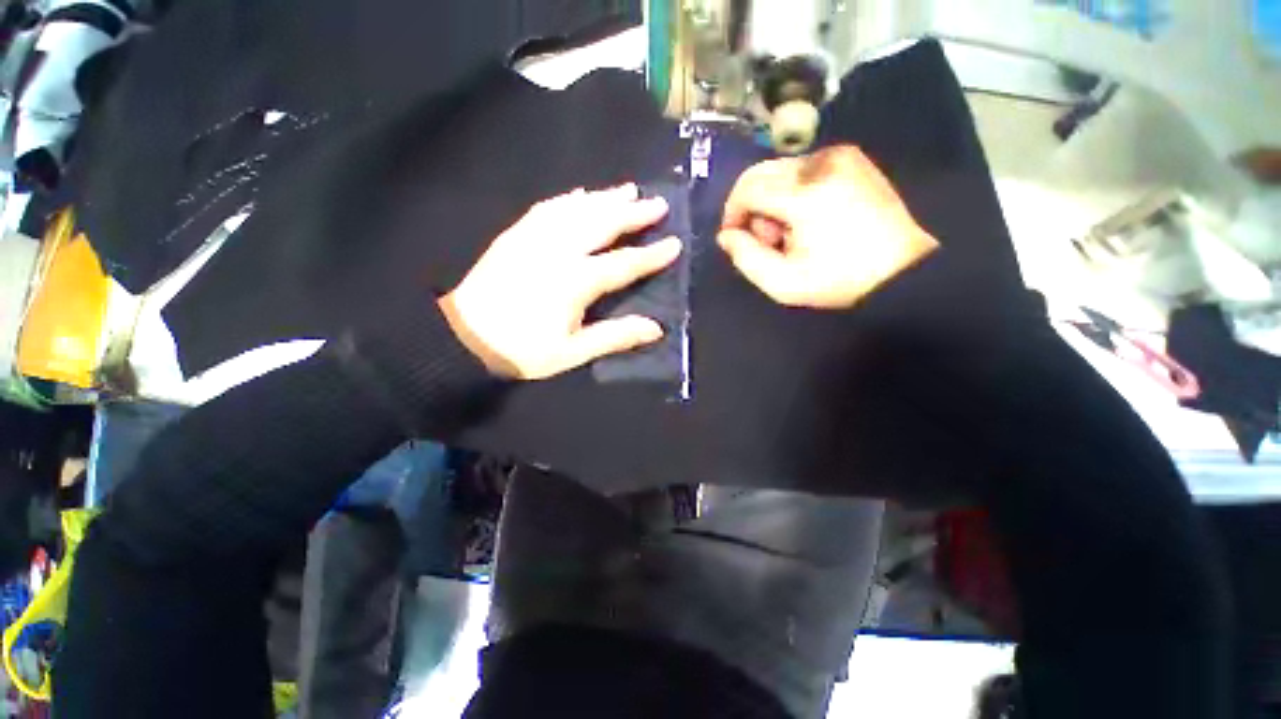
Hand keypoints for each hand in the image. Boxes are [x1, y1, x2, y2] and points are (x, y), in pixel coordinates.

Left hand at [439, 184, 681, 379]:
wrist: (465, 337)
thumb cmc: (523, 350)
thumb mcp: (573, 352)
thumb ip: (615, 336)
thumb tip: (655, 328)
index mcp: (575, 281)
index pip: (623, 263)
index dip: (651, 255)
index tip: (674, 243)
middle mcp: (558, 250)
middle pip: (602, 224)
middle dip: (633, 213)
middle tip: (658, 203)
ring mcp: (535, 237)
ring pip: (577, 209)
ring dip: (605, 198)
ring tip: (629, 190)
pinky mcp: (516, 234)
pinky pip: (548, 208)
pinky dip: (569, 199)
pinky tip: (581, 194)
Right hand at [717, 145, 938, 308]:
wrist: (900, 269)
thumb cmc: (838, 280)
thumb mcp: (783, 283)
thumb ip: (746, 258)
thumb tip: (726, 235)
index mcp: (806, 194)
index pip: (748, 188)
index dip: (732, 213)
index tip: (735, 238)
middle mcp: (821, 163)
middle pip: (760, 174)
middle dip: (752, 207)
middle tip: (768, 240)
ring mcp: (840, 156)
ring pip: (779, 171)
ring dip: (772, 201)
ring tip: (790, 233)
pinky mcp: (850, 157)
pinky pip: (802, 169)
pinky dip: (792, 192)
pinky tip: (807, 218)